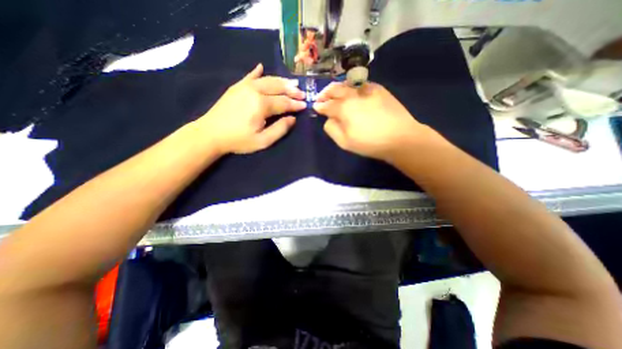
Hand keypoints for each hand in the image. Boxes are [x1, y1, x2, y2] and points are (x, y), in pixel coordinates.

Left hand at [197, 63, 305, 154]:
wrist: (211, 134)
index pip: (284, 102)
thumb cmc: (239, 140)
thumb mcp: (263, 141)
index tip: (305, 105)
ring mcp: (244, 86)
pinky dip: (257, 71)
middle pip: (278, 88)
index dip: (295, 104)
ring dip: (281, 81)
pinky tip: (261, 67)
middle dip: (292, 90)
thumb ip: (280, 129)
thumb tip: (292, 118)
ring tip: (292, 82)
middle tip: (302, 93)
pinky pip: (249, 76)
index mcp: (262, 105)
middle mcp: (254, 91)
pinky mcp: (236, 87)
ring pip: (267, 80)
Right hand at [311, 81, 433, 161]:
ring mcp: (367, 90)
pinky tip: (353, 92)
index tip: (315, 106)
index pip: (327, 104)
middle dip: (325, 93)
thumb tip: (328, 119)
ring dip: (338, 88)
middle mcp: (353, 95)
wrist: (400, 138)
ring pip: (348, 84)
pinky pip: (362, 84)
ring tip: (335, 93)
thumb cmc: (370, 143)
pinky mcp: (379, 90)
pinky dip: (353, 87)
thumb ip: (332, 129)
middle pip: (335, 89)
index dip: (320, 105)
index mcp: (343, 108)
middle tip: (321, 97)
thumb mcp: (345, 142)